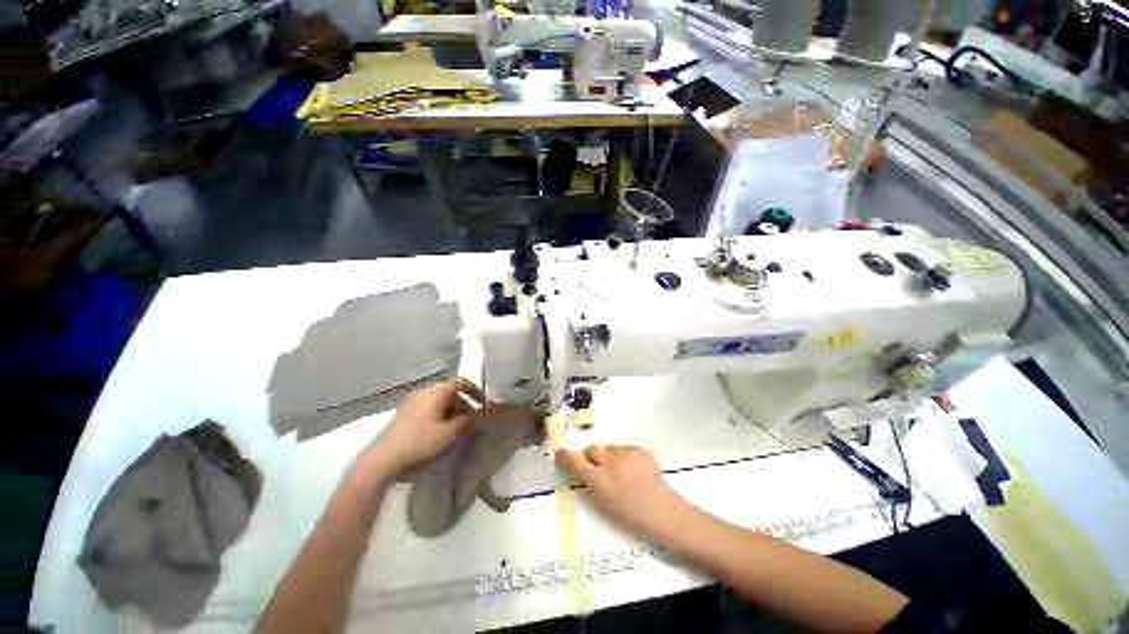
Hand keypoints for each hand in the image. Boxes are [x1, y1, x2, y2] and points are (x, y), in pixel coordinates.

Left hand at [362, 378, 484, 474]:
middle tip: (471, 418)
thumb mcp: (449, 433)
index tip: (483, 404)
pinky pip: (429, 407)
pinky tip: (440, 429)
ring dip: (452, 409)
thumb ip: (467, 422)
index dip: (475, 391)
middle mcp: (425, 391)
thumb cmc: (420, 441)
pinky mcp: (405, 412)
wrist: (383, 458)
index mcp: (437, 391)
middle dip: (464, 402)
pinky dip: (439, 413)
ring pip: (439, 400)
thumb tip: (476, 417)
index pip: (461, 382)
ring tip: (457, 426)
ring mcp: (413, 401)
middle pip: (450, 391)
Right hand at [556, 445, 682, 538]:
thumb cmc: (631, 518)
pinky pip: (627, 448)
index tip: (561, 452)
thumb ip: (590, 485)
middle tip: (599, 467)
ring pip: (610, 447)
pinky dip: (628, 456)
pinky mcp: (641, 451)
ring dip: (611, 456)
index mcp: (598, 481)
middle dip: (592, 457)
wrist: (664, 514)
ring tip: (622, 470)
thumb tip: (582, 469)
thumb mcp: (603, 505)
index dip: (566, 456)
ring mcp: (627, 455)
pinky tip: (637, 469)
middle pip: (592, 449)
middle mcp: (609, 463)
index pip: (574, 461)